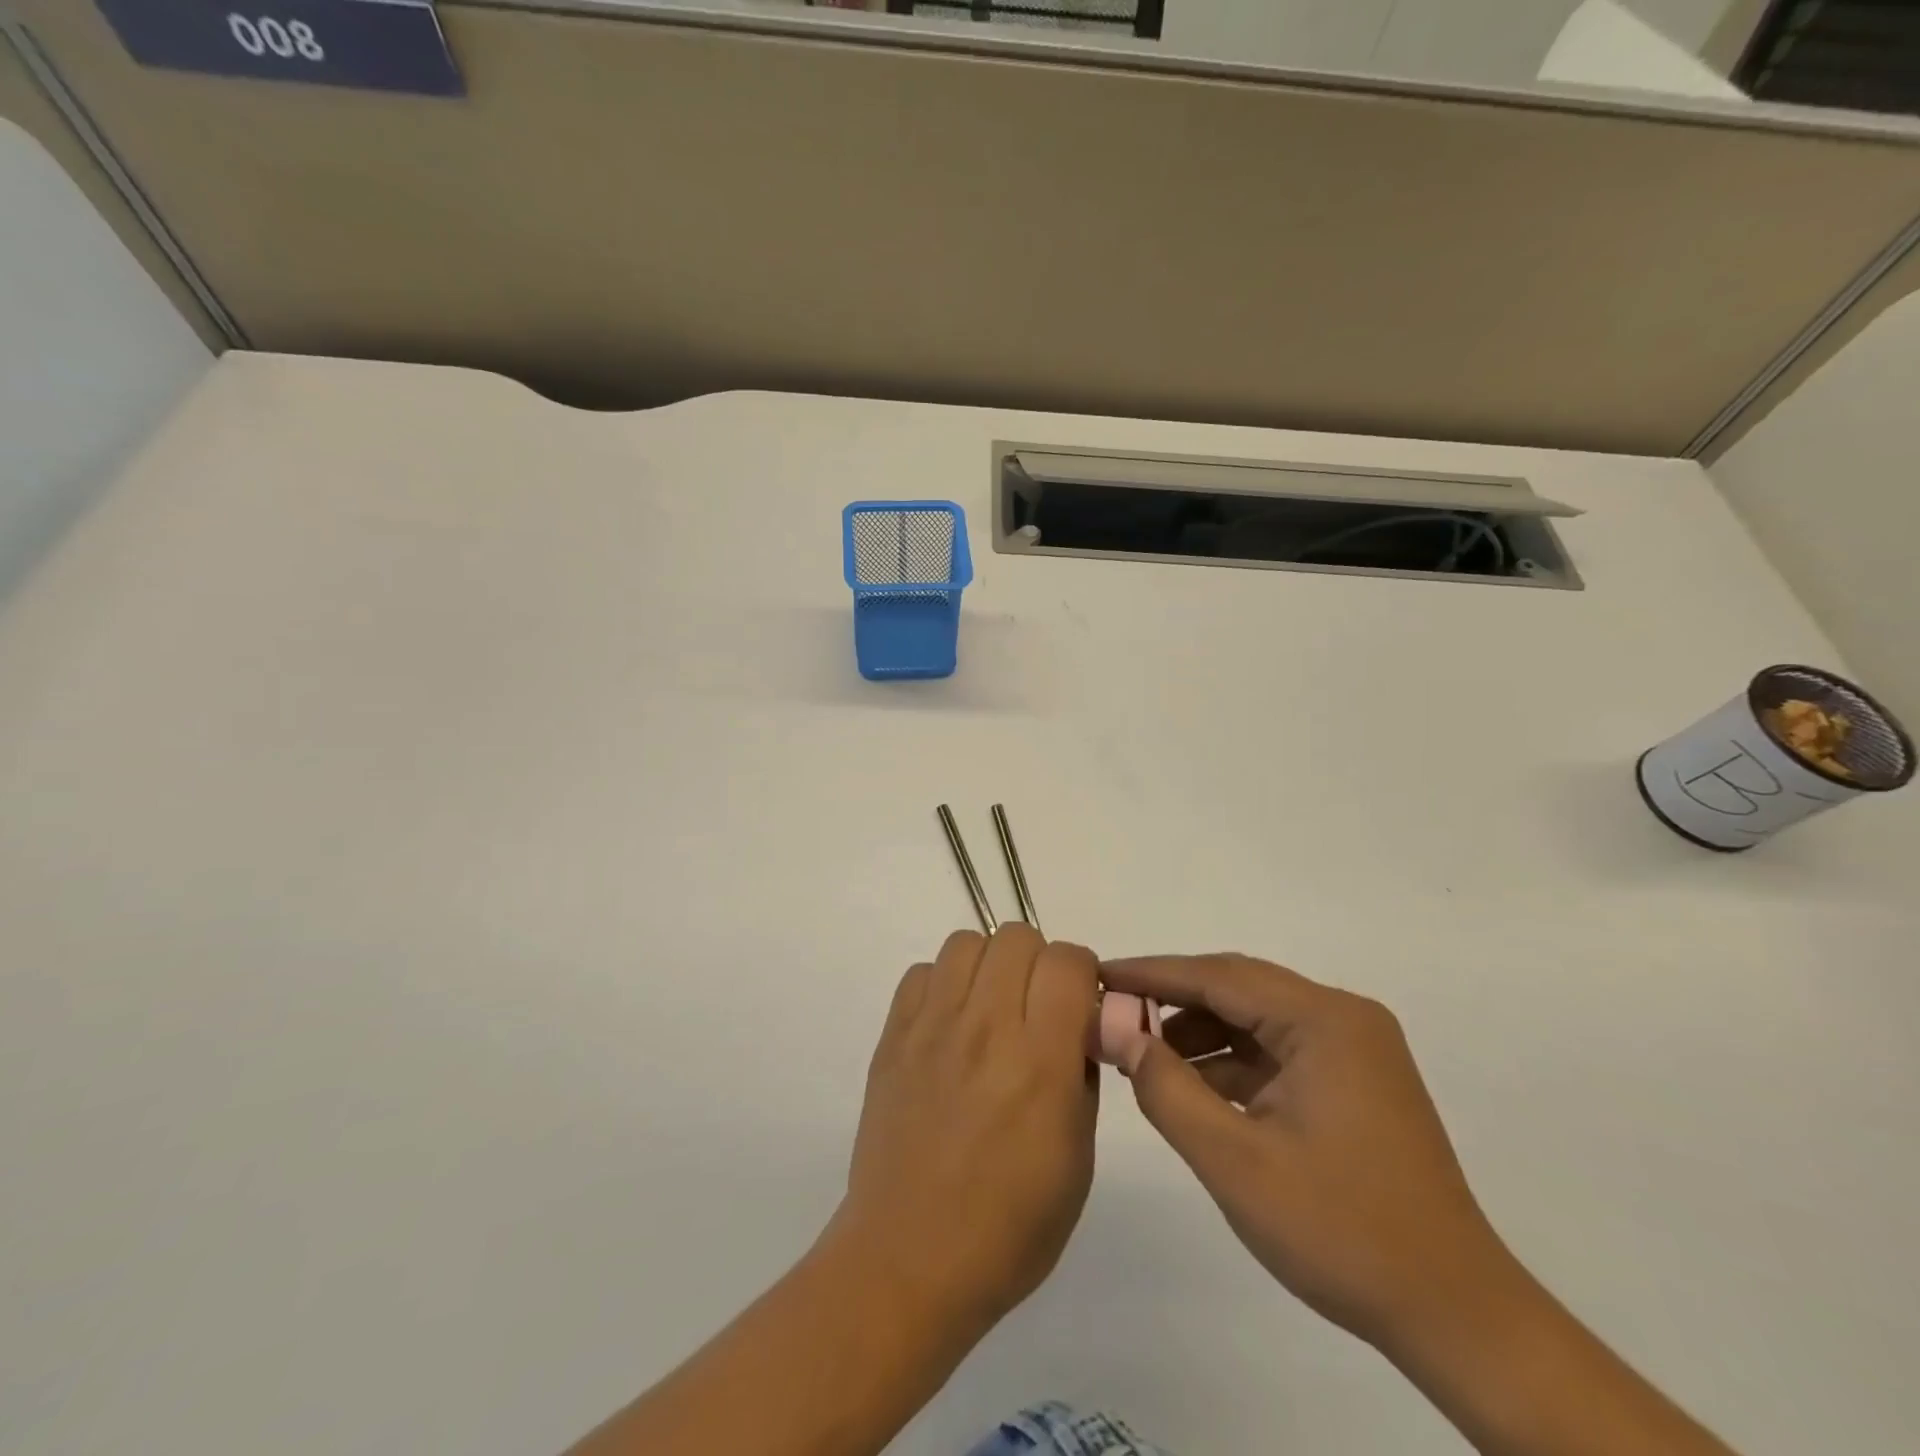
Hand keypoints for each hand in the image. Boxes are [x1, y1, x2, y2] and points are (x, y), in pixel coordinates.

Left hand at [830, 926, 1100, 1337]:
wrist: (910, 1259)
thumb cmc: (1009, 1225)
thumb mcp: (1078, 1158)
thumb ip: (1082, 1075)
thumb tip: (1076, 1027)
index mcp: (1039, 1060)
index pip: (1067, 960)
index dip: (1081, 974)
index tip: (1079, 1006)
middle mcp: (985, 1027)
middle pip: (1016, 935)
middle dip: (1038, 962)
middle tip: (1036, 1008)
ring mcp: (932, 1027)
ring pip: (966, 941)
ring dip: (989, 966)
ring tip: (991, 1010)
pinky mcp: (893, 1036)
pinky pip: (923, 972)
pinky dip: (944, 985)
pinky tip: (950, 1027)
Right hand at [1101, 953, 1515, 1353]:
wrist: (1456, 1316)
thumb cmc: (1342, 1232)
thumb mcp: (1236, 1162)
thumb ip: (1168, 1089)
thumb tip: (1119, 1033)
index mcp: (1324, 1021)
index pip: (1219, 977)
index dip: (1152, 974)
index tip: (1099, 974)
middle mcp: (1343, 1019)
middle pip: (1239, 989)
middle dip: (1173, 999)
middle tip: (1113, 1009)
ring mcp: (1354, 1050)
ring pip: (1257, 1020)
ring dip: (1200, 1032)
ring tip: (1143, 1054)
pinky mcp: (1355, 1082)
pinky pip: (1277, 1051)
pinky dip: (1231, 1062)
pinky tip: (1193, 1086)